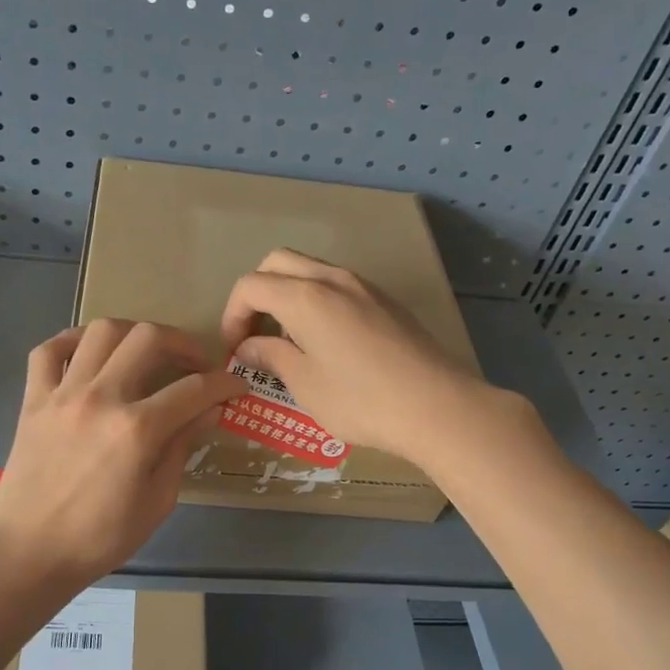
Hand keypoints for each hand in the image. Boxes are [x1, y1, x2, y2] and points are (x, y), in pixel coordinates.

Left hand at [0, 319, 245, 585]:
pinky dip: (73, 341)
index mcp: (137, 430)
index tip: (236, 386)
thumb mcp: (157, 502)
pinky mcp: (33, 400)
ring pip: (102, 332)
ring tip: (146, 351)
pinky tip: (91, 352)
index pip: (194, 390)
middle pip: (149, 339)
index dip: (224, 384)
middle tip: (195, 363)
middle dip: (183, 343)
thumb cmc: (100, 538)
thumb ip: (182, 448)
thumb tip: (209, 412)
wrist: (30, 552)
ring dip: (134, 333)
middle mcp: (101, 398)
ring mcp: (63, 394)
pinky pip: (49, 350)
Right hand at [220, 249, 491, 464]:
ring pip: (310, 270)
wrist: (437, 405)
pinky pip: (336, 285)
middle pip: (278, 263)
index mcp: (304, 297)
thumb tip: (248, 347)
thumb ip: (271, 357)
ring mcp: (363, 286)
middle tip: (254, 334)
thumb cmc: (361, 400)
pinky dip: (315, 300)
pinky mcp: (385, 300)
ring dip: (287, 295)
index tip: (235, 350)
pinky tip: (325, 341)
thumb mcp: (305, 384)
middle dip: (256, 294)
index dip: (232, 315)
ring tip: (288, 340)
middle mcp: (331, 279)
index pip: (250, 285)